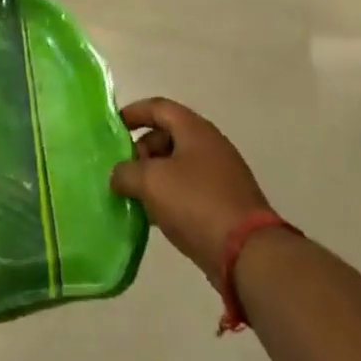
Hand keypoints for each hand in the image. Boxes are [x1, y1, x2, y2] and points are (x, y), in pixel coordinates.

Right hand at [111, 98, 271, 277]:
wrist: (247, 253)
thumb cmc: (196, 203)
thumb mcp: (151, 182)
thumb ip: (126, 172)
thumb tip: (119, 175)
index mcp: (195, 130)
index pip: (158, 107)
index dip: (134, 113)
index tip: (113, 128)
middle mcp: (210, 145)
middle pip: (168, 135)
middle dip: (141, 150)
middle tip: (123, 171)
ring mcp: (220, 174)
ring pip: (177, 164)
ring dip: (153, 175)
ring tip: (134, 196)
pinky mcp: (224, 202)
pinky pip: (189, 188)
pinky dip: (169, 195)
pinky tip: (155, 216)